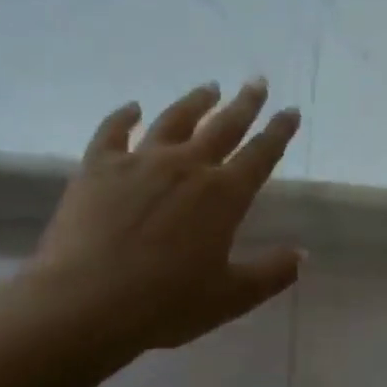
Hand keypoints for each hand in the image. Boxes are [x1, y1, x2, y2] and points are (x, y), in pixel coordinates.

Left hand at [18, 79, 301, 361]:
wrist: (84, 303)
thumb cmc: (165, 304)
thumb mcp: (230, 297)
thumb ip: (271, 274)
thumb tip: (302, 255)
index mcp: (224, 195)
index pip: (261, 154)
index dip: (279, 132)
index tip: (290, 111)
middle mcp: (187, 167)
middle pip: (223, 126)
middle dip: (245, 104)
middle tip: (257, 82)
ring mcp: (140, 162)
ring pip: (175, 120)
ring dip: (196, 102)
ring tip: (209, 87)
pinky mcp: (98, 167)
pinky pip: (113, 131)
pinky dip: (124, 116)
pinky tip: (132, 107)